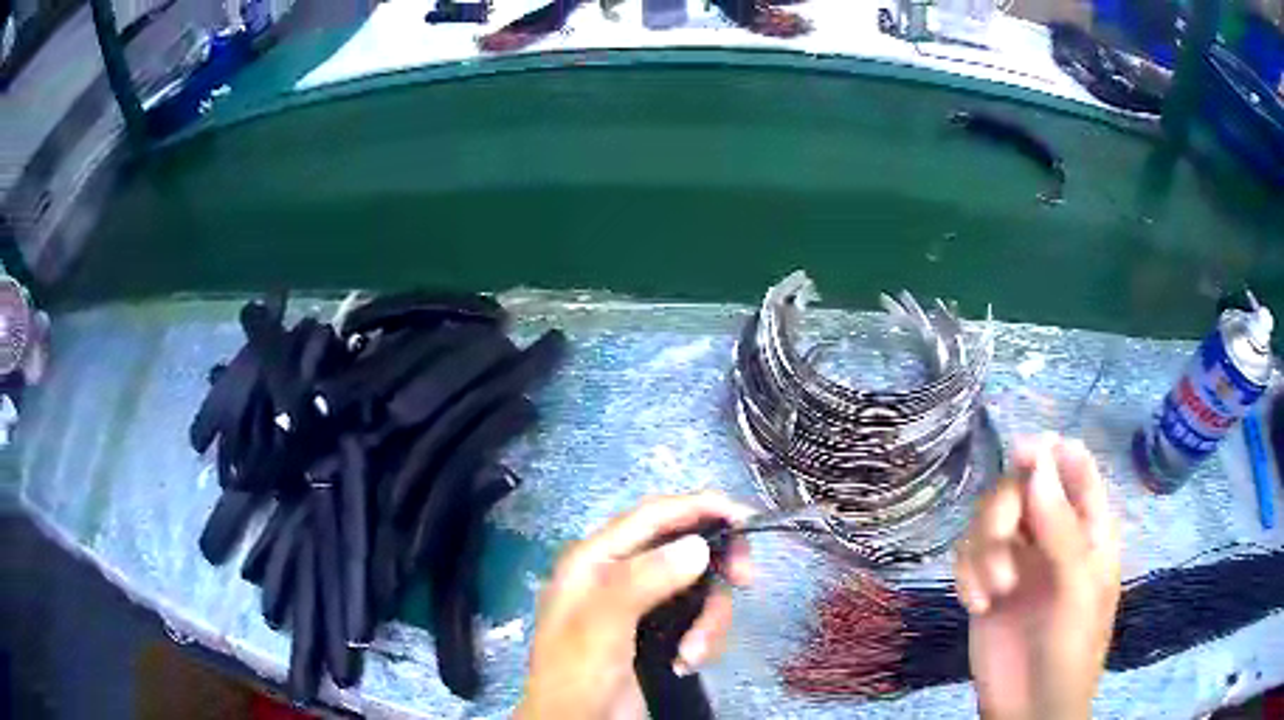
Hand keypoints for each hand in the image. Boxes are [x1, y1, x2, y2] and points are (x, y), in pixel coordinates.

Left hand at [515, 493, 754, 719]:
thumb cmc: (579, 673)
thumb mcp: (602, 626)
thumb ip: (643, 581)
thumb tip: (697, 546)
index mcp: (595, 559)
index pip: (653, 515)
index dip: (700, 506)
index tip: (745, 516)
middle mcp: (619, 573)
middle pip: (684, 548)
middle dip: (717, 567)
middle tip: (747, 580)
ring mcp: (641, 604)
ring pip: (698, 588)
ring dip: (708, 620)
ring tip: (694, 654)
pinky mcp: (659, 630)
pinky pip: (697, 618)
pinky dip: (703, 638)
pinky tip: (686, 663)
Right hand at [954, 435, 1120, 719]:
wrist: (1028, 712)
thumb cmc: (1070, 651)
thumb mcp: (1077, 591)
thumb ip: (1062, 528)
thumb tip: (1038, 462)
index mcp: (1087, 528)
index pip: (1074, 467)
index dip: (1050, 452)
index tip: (1021, 455)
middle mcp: (1051, 535)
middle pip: (1022, 487)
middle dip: (1004, 511)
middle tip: (1000, 545)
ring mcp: (1018, 562)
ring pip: (989, 518)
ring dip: (983, 548)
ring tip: (990, 591)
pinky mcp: (986, 587)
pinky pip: (967, 555)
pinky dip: (966, 573)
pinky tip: (975, 604)